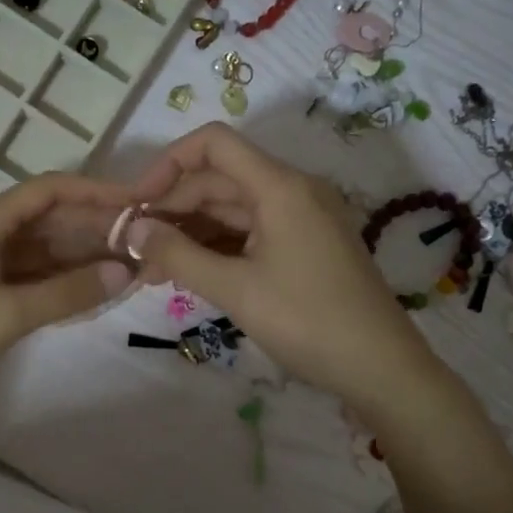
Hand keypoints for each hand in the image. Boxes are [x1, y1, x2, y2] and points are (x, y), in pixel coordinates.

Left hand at [0, 174, 135, 414]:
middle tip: (141, 244)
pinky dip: (57, 280)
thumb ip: (68, 292)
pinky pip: (27, 275)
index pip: (47, 190)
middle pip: (46, 218)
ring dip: (78, 256)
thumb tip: (125, 272)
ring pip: (39, 248)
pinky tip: (90, 289)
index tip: (137, 204)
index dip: (94, 192)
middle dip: (92, 228)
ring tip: (126, 267)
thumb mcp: (7, 313)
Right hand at [124, 124, 438, 413]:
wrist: (381, 368)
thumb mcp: (234, 289)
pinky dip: (217, 249)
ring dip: (190, 234)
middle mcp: (292, 191)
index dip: (168, 164)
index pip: (213, 144)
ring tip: (152, 270)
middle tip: (135, 249)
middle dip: (172, 209)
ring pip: (232, 211)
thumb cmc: (307, 321)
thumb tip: (131, 230)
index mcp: (279, 187)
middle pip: (218, 180)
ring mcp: (301, 220)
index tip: (138, 203)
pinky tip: (188, 275)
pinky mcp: (304, 247)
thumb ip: (177, 255)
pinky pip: (250, 234)